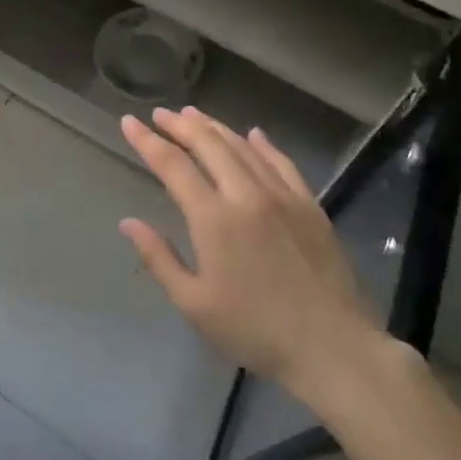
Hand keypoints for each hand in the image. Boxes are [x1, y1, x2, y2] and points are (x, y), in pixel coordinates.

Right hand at [119, 107, 384, 393]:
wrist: (331, 346)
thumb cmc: (254, 330)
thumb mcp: (194, 303)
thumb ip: (159, 258)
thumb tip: (129, 222)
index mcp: (213, 219)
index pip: (173, 165)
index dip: (148, 141)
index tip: (130, 122)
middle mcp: (246, 195)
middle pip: (209, 145)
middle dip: (180, 125)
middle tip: (160, 113)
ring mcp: (282, 196)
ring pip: (243, 147)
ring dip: (215, 127)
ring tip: (194, 115)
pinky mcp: (310, 205)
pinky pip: (282, 162)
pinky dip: (262, 144)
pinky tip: (253, 134)